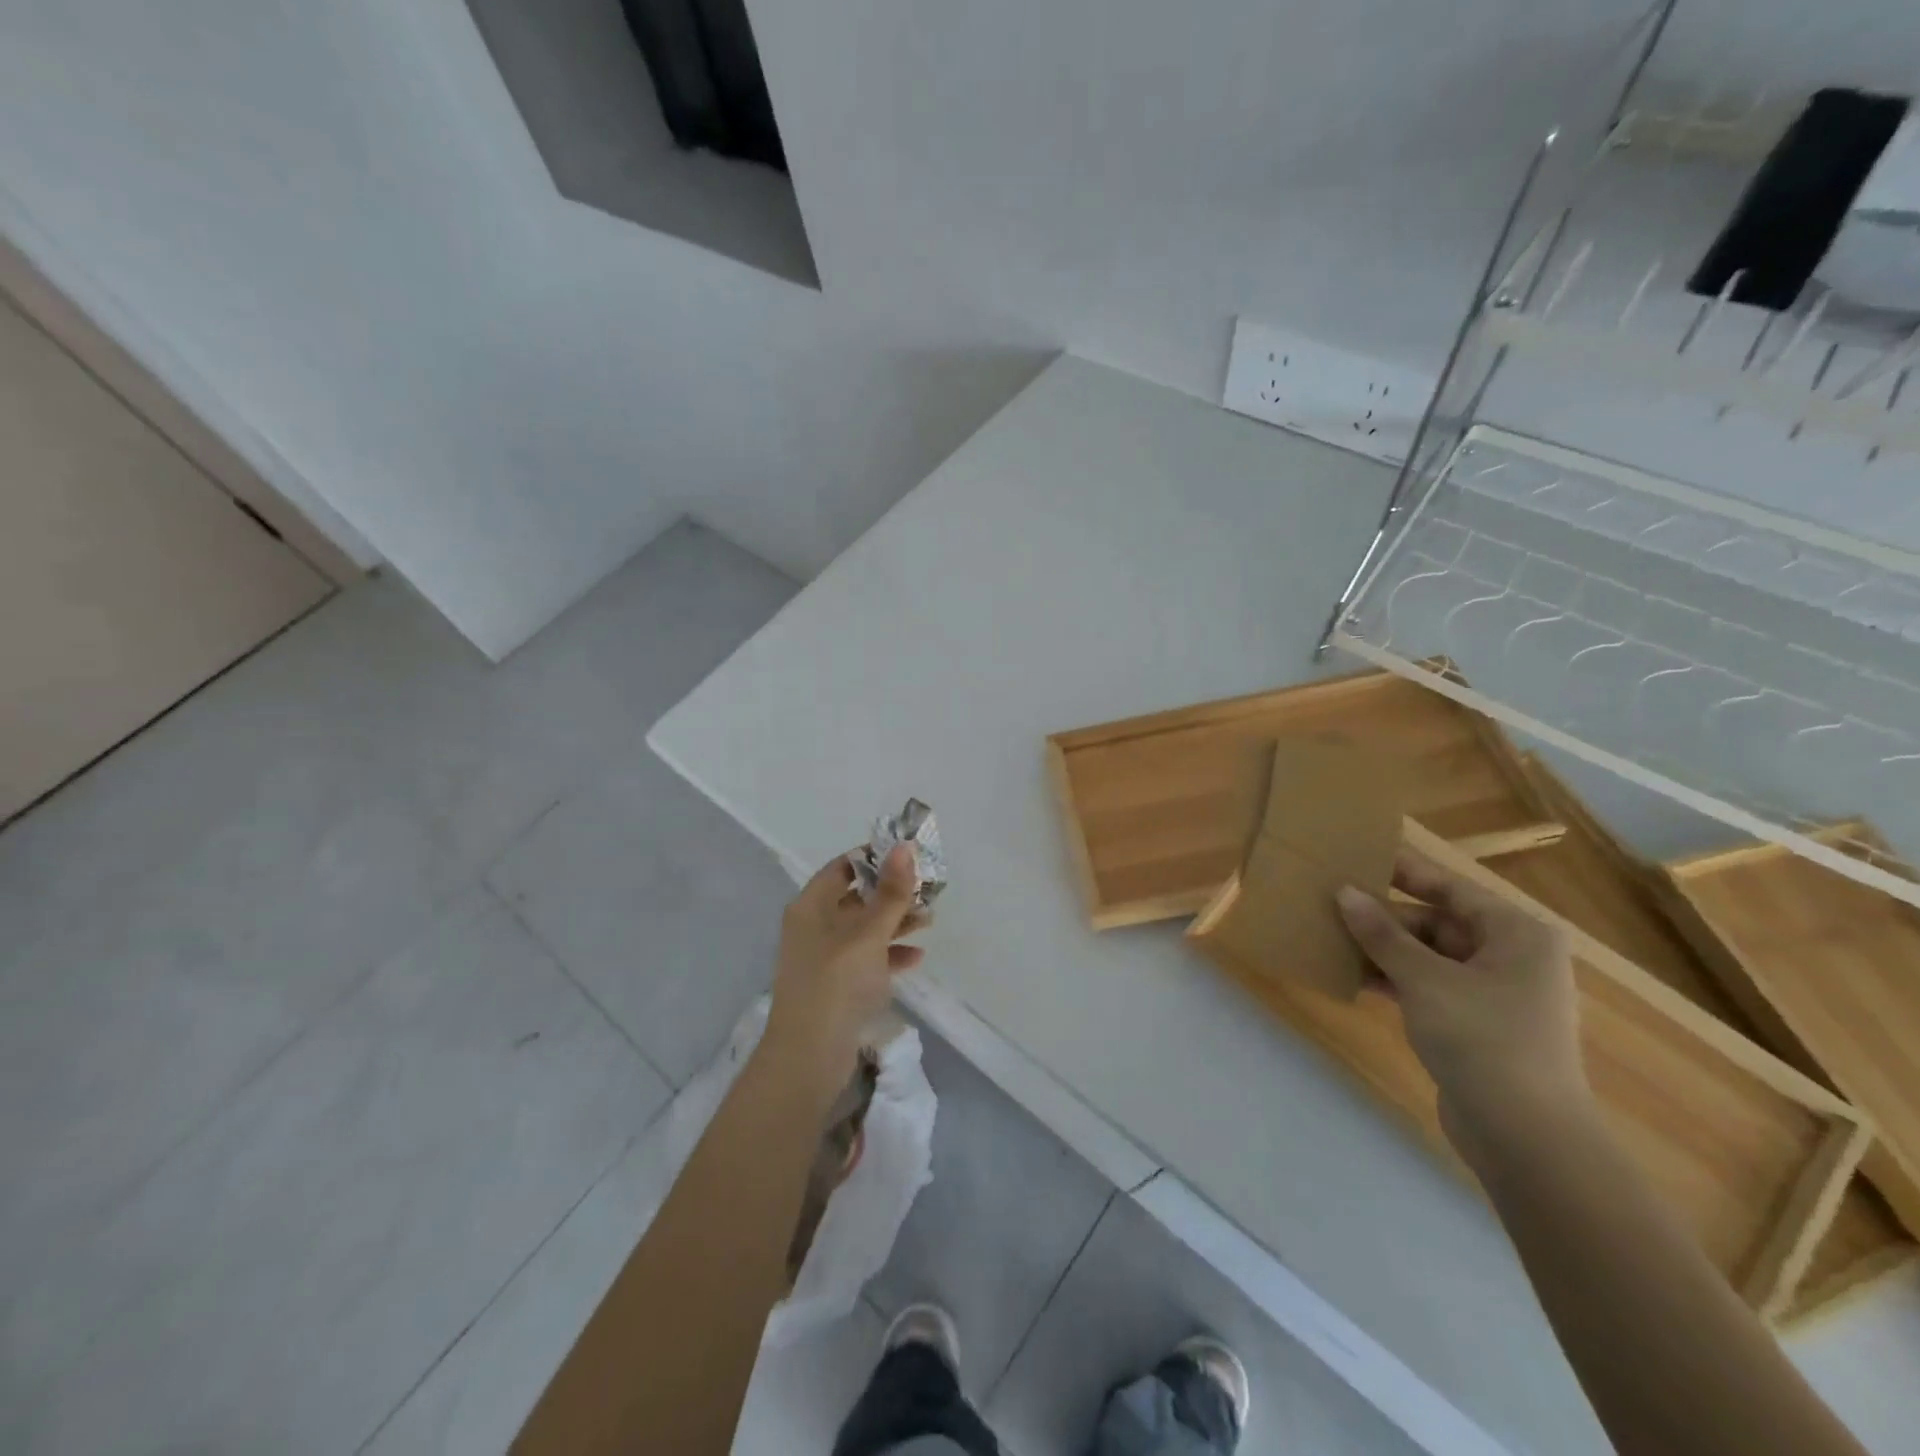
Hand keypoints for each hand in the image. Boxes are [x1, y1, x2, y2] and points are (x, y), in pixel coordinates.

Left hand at [765, 845, 926, 1077]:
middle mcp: (814, 926)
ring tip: (930, 922)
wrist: (809, 1055)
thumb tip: (904, 848)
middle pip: (857, 898)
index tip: (909, 858)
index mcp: (812, 905)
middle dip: (892, 894)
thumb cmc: (837, 982)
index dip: (875, 858)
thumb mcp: (869, 933)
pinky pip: (866, 959)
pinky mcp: (835, 984)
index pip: (844, 867)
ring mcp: (824, 957)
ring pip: (864, 929)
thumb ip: (890, 892)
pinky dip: (889, 954)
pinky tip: (916, 957)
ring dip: (895, 923)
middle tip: (928, 892)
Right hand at [1335, 850, 1589, 1150]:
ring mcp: (1494, 993)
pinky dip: (1394, 979)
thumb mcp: (1425, 979)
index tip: (1357, 855)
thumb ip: (1382, 934)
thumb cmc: (1483, 1038)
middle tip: (1330, 902)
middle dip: (1384, 916)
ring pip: (1428, 956)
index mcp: (1516, 933)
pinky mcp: (1475, 1025)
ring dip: (1383, 949)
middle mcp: (1511, 956)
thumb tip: (1344, 892)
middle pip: (1436, 921)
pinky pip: (1427, 986)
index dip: (1402, 870)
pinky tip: (1351, 975)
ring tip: (1330, 935)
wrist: (1525, 1137)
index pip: (1450, 886)